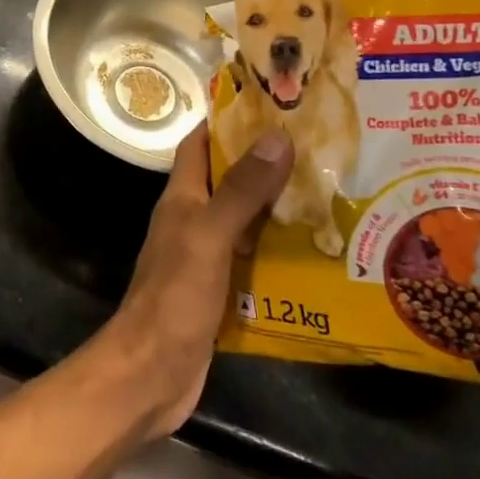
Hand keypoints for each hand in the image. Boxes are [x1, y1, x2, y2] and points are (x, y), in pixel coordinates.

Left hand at [93, 122, 292, 437]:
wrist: (151, 374)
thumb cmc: (175, 297)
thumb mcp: (209, 236)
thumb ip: (241, 190)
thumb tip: (275, 136)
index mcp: (182, 198)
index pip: (200, 144)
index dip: (227, 120)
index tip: (270, 104)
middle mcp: (193, 220)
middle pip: (229, 179)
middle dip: (266, 163)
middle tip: (317, 149)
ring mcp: (206, 257)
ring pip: (245, 219)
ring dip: (277, 207)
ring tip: (327, 192)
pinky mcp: (221, 290)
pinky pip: (253, 259)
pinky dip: (278, 251)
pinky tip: (315, 252)